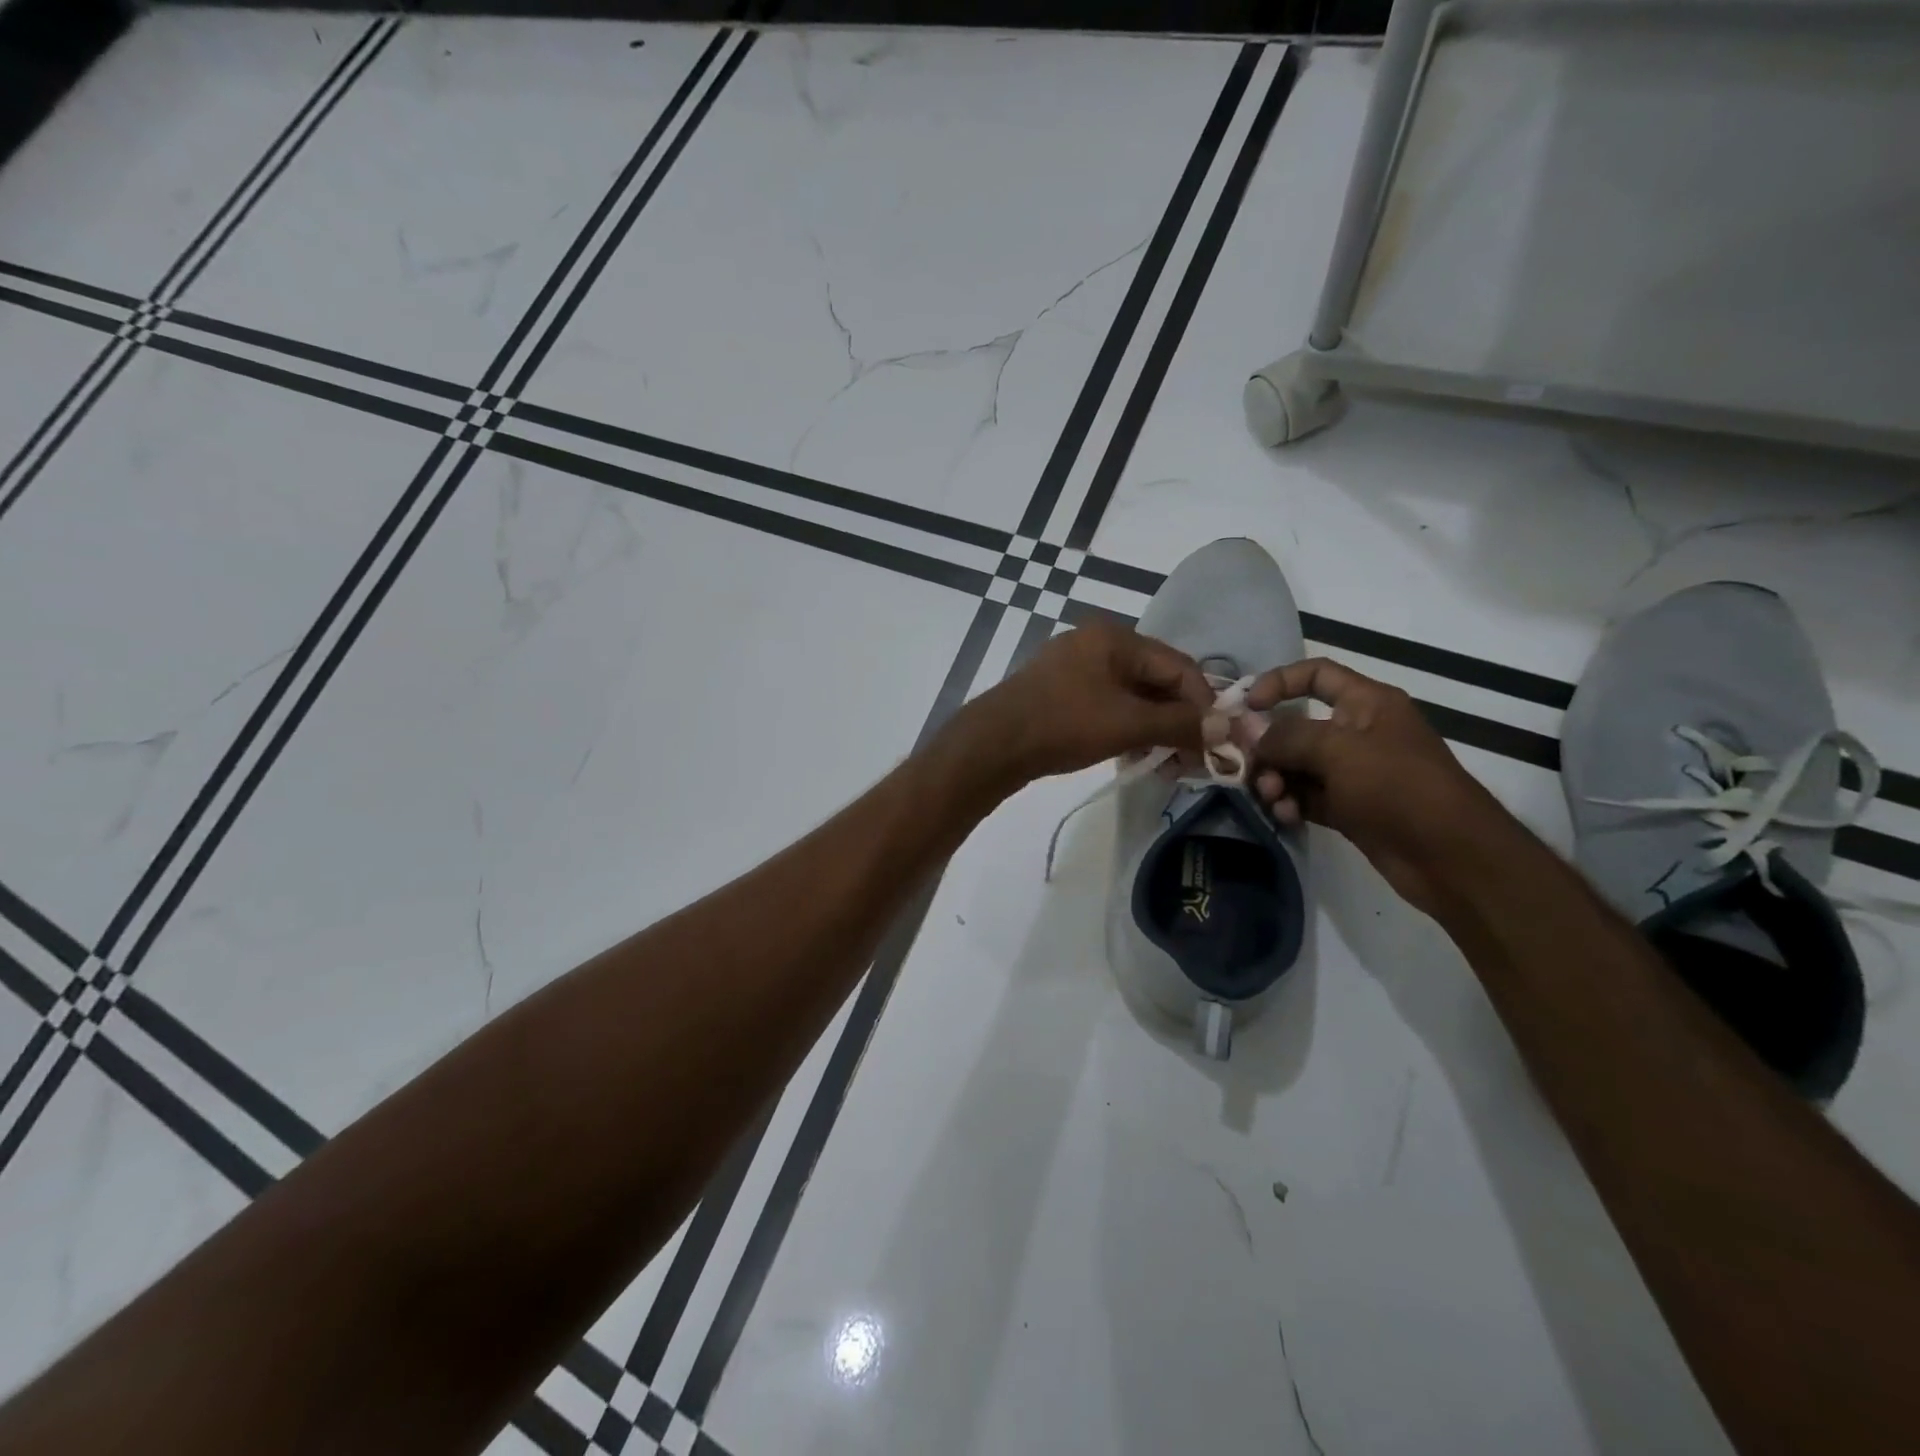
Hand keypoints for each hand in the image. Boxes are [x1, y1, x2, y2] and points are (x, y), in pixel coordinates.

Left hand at [962, 617, 1211, 786]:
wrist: (993, 744)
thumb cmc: (1064, 724)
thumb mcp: (1128, 723)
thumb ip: (1179, 723)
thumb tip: (1225, 728)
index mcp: (1114, 638)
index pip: (1178, 665)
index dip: (1203, 702)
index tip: (1218, 740)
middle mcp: (1095, 644)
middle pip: (1155, 680)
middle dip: (1178, 720)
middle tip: (1194, 758)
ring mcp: (1074, 667)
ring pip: (1131, 696)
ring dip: (1154, 729)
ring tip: (1168, 764)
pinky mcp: (1059, 692)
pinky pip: (1107, 705)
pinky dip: (1126, 728)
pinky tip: (1135, 757)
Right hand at [1246, 658, 1511, 914]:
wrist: (1450, 857)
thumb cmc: (1399, 788)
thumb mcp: (1339, 751)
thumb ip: (1287, 736)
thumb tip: (1248, 732)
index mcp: (1366, 703)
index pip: (1316, 674)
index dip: (1278, 682)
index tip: (1246, 707)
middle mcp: (1357, 732)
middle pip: (1296, 725)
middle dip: (1268, 746)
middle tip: (1247, 768)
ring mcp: (1352, 772)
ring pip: (1296, 765)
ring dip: (1275, 779)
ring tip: (1271, 798)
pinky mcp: (1348, 807)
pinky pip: (1305, 796)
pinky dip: (1290, 803)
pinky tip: (1285, 816)